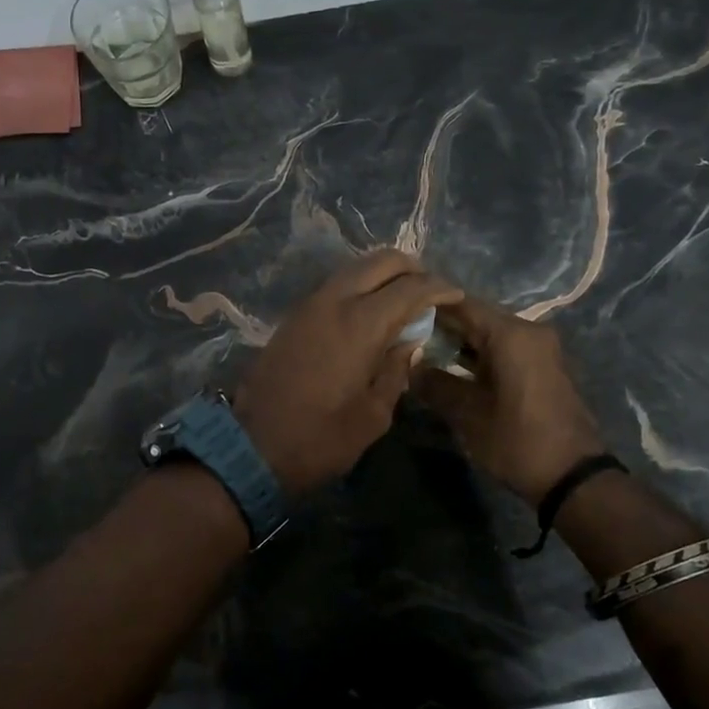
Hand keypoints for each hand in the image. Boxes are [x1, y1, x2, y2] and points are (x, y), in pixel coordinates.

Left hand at [233, 250, 462, 493]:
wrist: (252, 446)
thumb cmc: (321, 438)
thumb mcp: (373, 414)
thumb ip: (396, 370)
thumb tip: (410, 343)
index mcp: (360, 323)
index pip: (409, 288)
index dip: (438, 287)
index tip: (456, 294)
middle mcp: (334, 301)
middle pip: (380, 261)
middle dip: (411, 268)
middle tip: (430, 290)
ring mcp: (309, 305)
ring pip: (354, 268)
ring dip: (383, 274)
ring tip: (404, 299)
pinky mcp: (293, 316)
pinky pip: (335, 285)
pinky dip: (360, 286)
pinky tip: (371, 311)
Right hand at [412, 295, 605, 506]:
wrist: (574, 478)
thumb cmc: (518, 441)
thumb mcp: (468, 415)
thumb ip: (435, 384)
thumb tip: (409, 365)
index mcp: (510, 334)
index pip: (460, 303)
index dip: (427, 306)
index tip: (398, 316)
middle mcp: (528, 331)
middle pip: (475, 316)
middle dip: (441, 326)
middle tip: (405, 337)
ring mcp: (539, 348)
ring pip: (489, 333)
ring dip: (459, 342)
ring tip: (422, 353)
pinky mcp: (543, 366)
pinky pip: (504, 348)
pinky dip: (478, 354)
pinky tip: (452, 368)